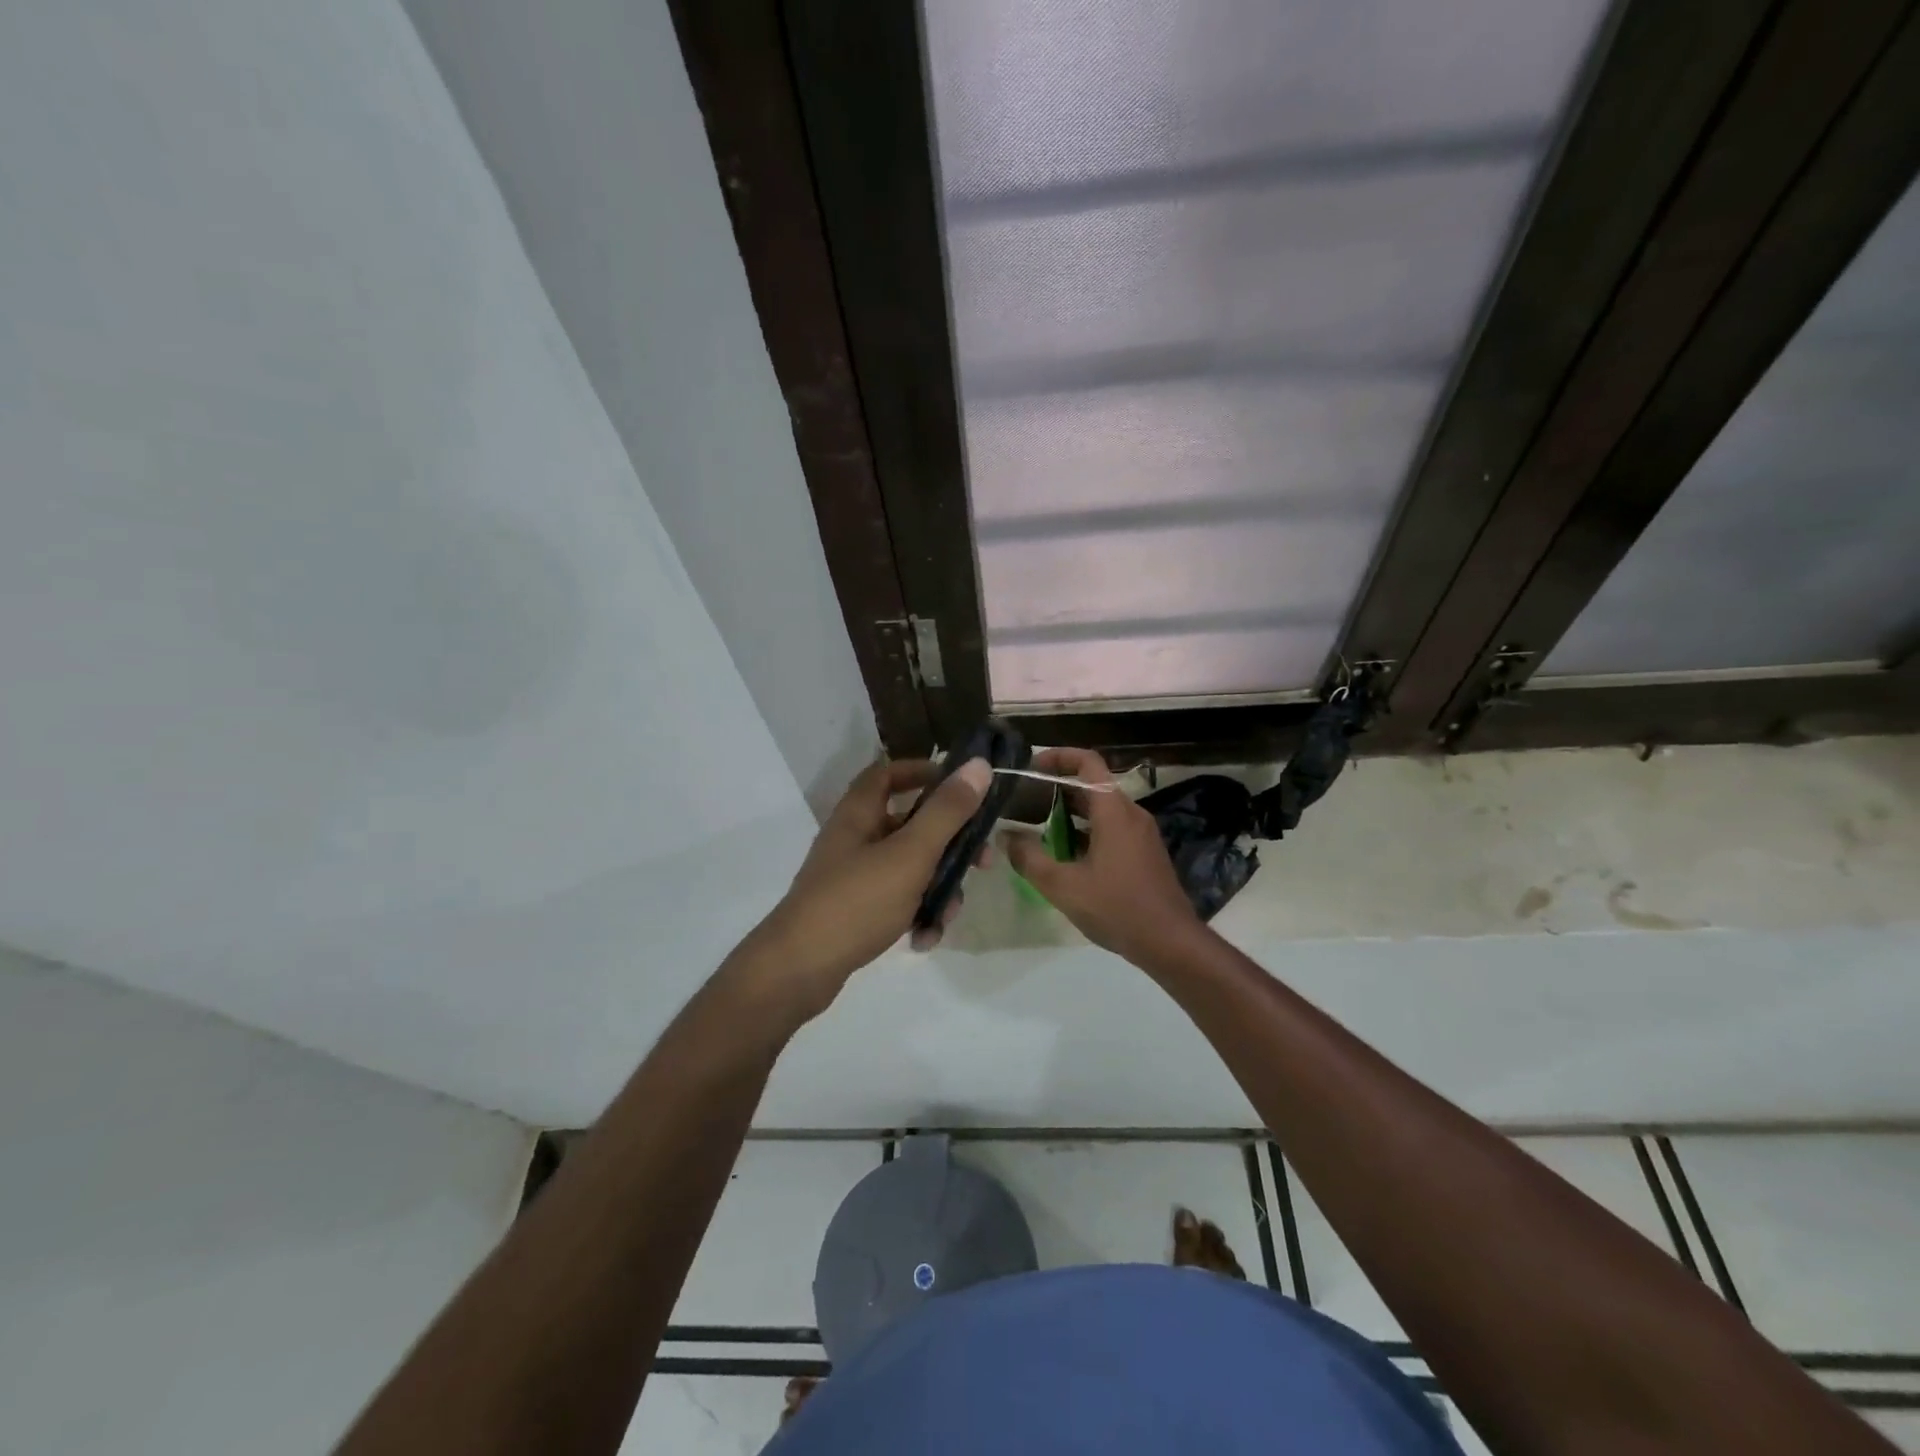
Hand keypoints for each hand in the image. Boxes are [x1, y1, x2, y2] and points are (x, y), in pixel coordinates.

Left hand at [737, 756, 992, 1021]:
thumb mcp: (910, 854)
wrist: (798, 970)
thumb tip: (979, 765)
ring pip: (909, 867)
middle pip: (910, 824)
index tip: (961, 787)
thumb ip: (947, 811)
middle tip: (981, 862)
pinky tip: (923, 939)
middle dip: (949, 843)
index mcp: (859, 813)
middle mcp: (854, 838)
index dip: (923, 772)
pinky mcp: (854, 910)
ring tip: (948, 915)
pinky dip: (915, 915)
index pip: (888, 773)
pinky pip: (896, 900)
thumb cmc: (856, 902)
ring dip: (937, 888)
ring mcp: (853, 876)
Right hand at [997, 748, 1202, 963]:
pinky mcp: (1145, 854)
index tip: (1031, 766)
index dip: (1059, 756)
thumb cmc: (1118, 908)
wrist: (1171, 943)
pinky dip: (1086, 832)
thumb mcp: (1064, 886)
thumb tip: (1006, 836)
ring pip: (1101, 810)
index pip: (1088, 763)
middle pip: (1092, 786)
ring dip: (1070, 814)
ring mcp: (1141, 834)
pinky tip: (1066, 856)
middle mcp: (1131, 814)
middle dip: (1057, 789)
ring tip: (1038, 828)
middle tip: (1024, 801)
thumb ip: (1029, 858)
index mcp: (1114, 811)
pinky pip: (1112, 829)